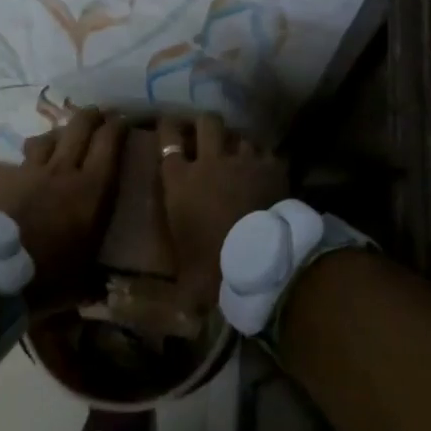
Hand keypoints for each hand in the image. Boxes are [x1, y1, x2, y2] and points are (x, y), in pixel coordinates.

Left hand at [0, 109, 122, 309]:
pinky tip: (25, 172)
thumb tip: (102, 288)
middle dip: (92, 115)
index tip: (123, 120)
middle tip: (98, 114)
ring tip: (60, 139)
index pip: (109, 143)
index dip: (118, 126)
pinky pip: (19, 161)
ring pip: (48, 137)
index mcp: (90, 191)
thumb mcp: (79, 285)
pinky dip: (27, 162)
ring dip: (58, 135)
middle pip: (80, 126)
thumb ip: (94, 280)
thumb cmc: (44, 279)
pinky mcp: (1, 176)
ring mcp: (29, 170)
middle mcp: (63, 170)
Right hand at [160, 113, 287, 308]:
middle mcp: (209, 161)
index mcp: (179, 181)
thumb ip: (172, 280)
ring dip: (238, 144)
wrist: (262, 260)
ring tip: (240, 156)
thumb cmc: (214, 267)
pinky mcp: (271, 166)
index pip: (167, 140)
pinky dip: (264, 160)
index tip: (168, 124)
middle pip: (206, 123)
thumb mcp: (185, 278)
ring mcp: (243, 160)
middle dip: (206, 125)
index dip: (167, 127)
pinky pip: (266, 152)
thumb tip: (158, 307)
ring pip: (239, 136)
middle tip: (207, 134)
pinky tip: (266, 170)